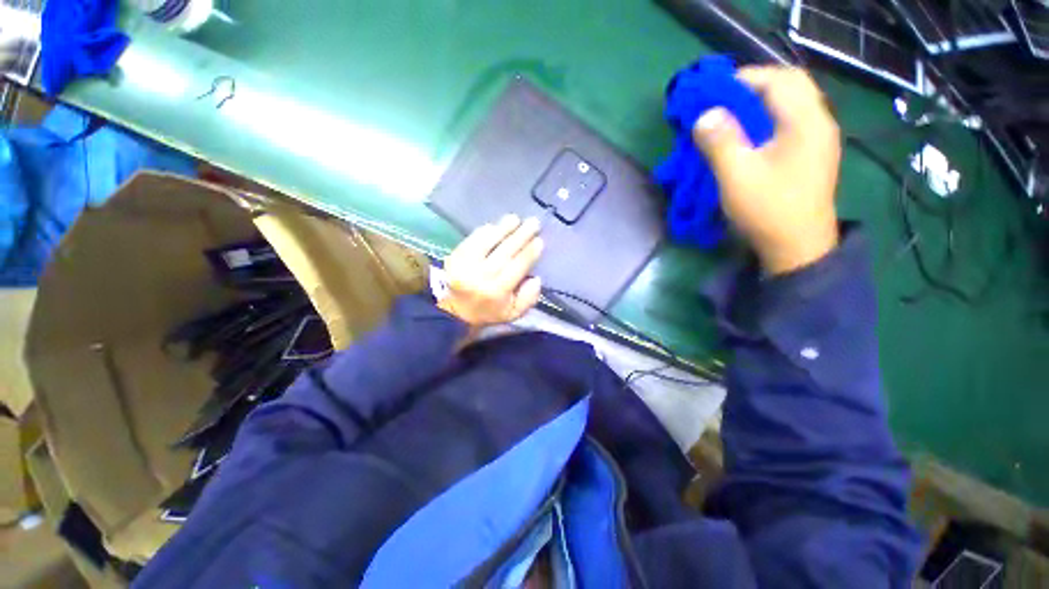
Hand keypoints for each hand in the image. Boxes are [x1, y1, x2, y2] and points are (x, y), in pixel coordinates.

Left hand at [437, 214, 543, 327]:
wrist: (456, 311)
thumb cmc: (489, 311)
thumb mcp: (513, 313)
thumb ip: (528, 298)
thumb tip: (536, 278)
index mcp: (497, 291)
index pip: (517, 267)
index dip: (529, 252)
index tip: (539, 241)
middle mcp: (481, 276)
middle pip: (505, 251)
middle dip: (521, 235)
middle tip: (533, 223)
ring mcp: (465, 265)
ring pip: (487, 242)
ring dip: (503, 228)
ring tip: (515, 219)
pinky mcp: (455, 257)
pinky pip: (472, 240)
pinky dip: (484, 231)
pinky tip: (495, 226)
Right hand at [692, 66, 840, 274]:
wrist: (796, 248)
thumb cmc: (768, 210)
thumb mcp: (738, 175)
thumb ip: (721, 141)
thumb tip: (704, 114)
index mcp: (807, 122)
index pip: (779, 79)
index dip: (745, 79)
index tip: (713, 93)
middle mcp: (818, 123)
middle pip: (788, 88)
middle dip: (751, 90)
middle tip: (720, 105)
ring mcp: (817, 141)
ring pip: (788, 106)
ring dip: (757, 106)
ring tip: (729, 120)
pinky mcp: (809, 156)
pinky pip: (787, 125)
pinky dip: (764, 123)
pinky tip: (746, 140)